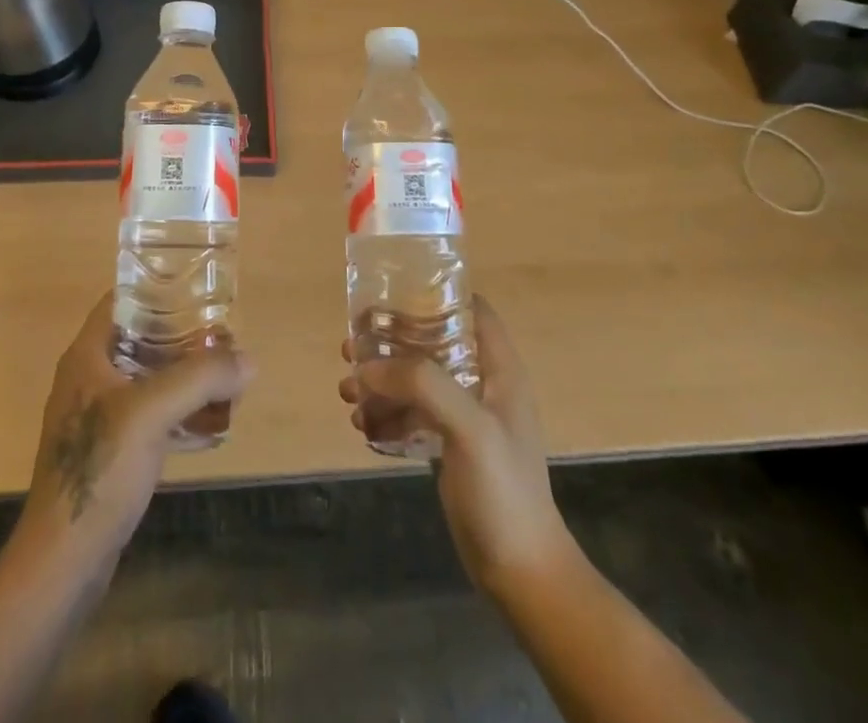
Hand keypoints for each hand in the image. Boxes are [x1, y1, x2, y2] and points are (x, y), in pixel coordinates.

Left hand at [18, 292, 253, 571]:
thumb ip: (201, 378)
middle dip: (183, 336)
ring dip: (185, 375)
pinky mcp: (111, 451)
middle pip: (141, 339)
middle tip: (224, 336)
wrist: (63, 561)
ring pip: (149, 378)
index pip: (122, 300)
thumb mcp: (153, 412)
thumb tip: (248, 360)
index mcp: (87, 356)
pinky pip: (151, 415)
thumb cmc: (100, 470)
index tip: (199, 290)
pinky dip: (180, 412)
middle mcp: (90, 378)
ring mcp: (98, 417)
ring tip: (225, 375)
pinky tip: (212, 423)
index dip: (158, 288)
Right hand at [339, 295, 574, 597]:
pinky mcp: (451, 445)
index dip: (434, 295)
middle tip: (351, 348)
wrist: (520, 574)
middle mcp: (483, 383)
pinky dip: (388, 414)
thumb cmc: (503, 491)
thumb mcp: (469, 427)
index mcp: (499, 368)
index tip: (391, 295)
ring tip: (347, 392)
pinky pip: (413, 414)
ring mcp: (467, 416)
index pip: (471, 309)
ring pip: (417, 379)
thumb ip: (423, 384)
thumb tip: (367, 364)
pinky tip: (364, 427)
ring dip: (382, 381)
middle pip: (433, 342)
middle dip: (391, 343)